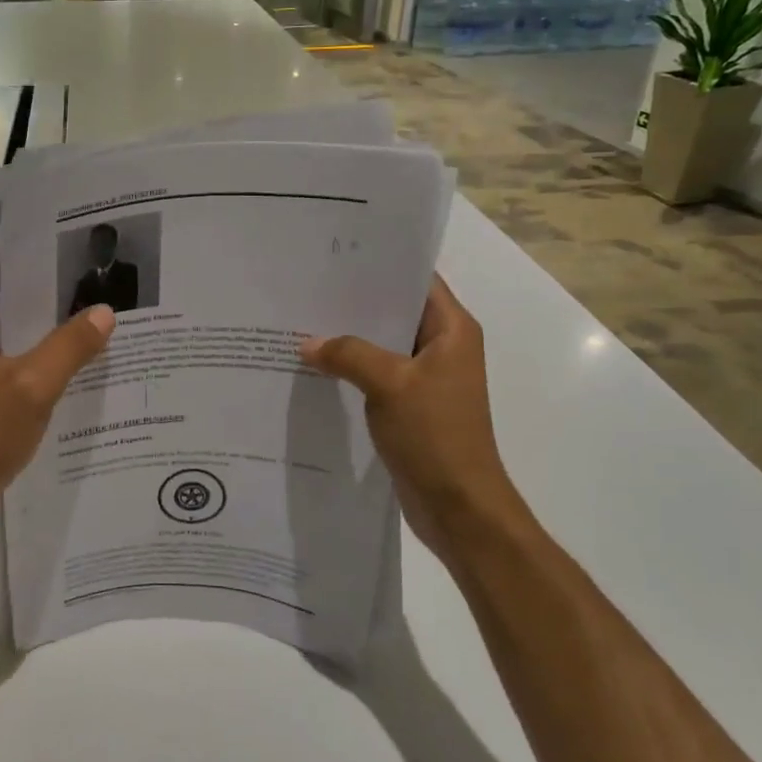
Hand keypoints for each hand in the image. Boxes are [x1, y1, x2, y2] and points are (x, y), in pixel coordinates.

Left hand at [0, 238, 115, 541]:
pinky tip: (71, 355)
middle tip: (80, 267)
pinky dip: (32, 348)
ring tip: (85, 305)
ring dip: (35, 315)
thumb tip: (104, 312)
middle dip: (31, 276)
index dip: (1, 238)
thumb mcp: (32, 386)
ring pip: (0, 323)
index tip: (46, 234)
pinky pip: (4, 354)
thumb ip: (69, 346)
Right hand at [299, 276, 528, 553]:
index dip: (381, 265)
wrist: (459, 506)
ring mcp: (426, 377)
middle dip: (354, 301)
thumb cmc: (435, 435)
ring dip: (349, 337)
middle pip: (395, 310)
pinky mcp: (410, 404)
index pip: (417, 280)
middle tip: (307, 286)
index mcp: (452, 329)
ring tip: (302, 320)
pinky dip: (351, 368)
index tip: (336, 255)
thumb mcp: (389, 384)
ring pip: (382, 344)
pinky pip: (376, 374)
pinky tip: (315, 364)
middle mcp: (442, 346)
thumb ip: (348, 354)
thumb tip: (308, 343)